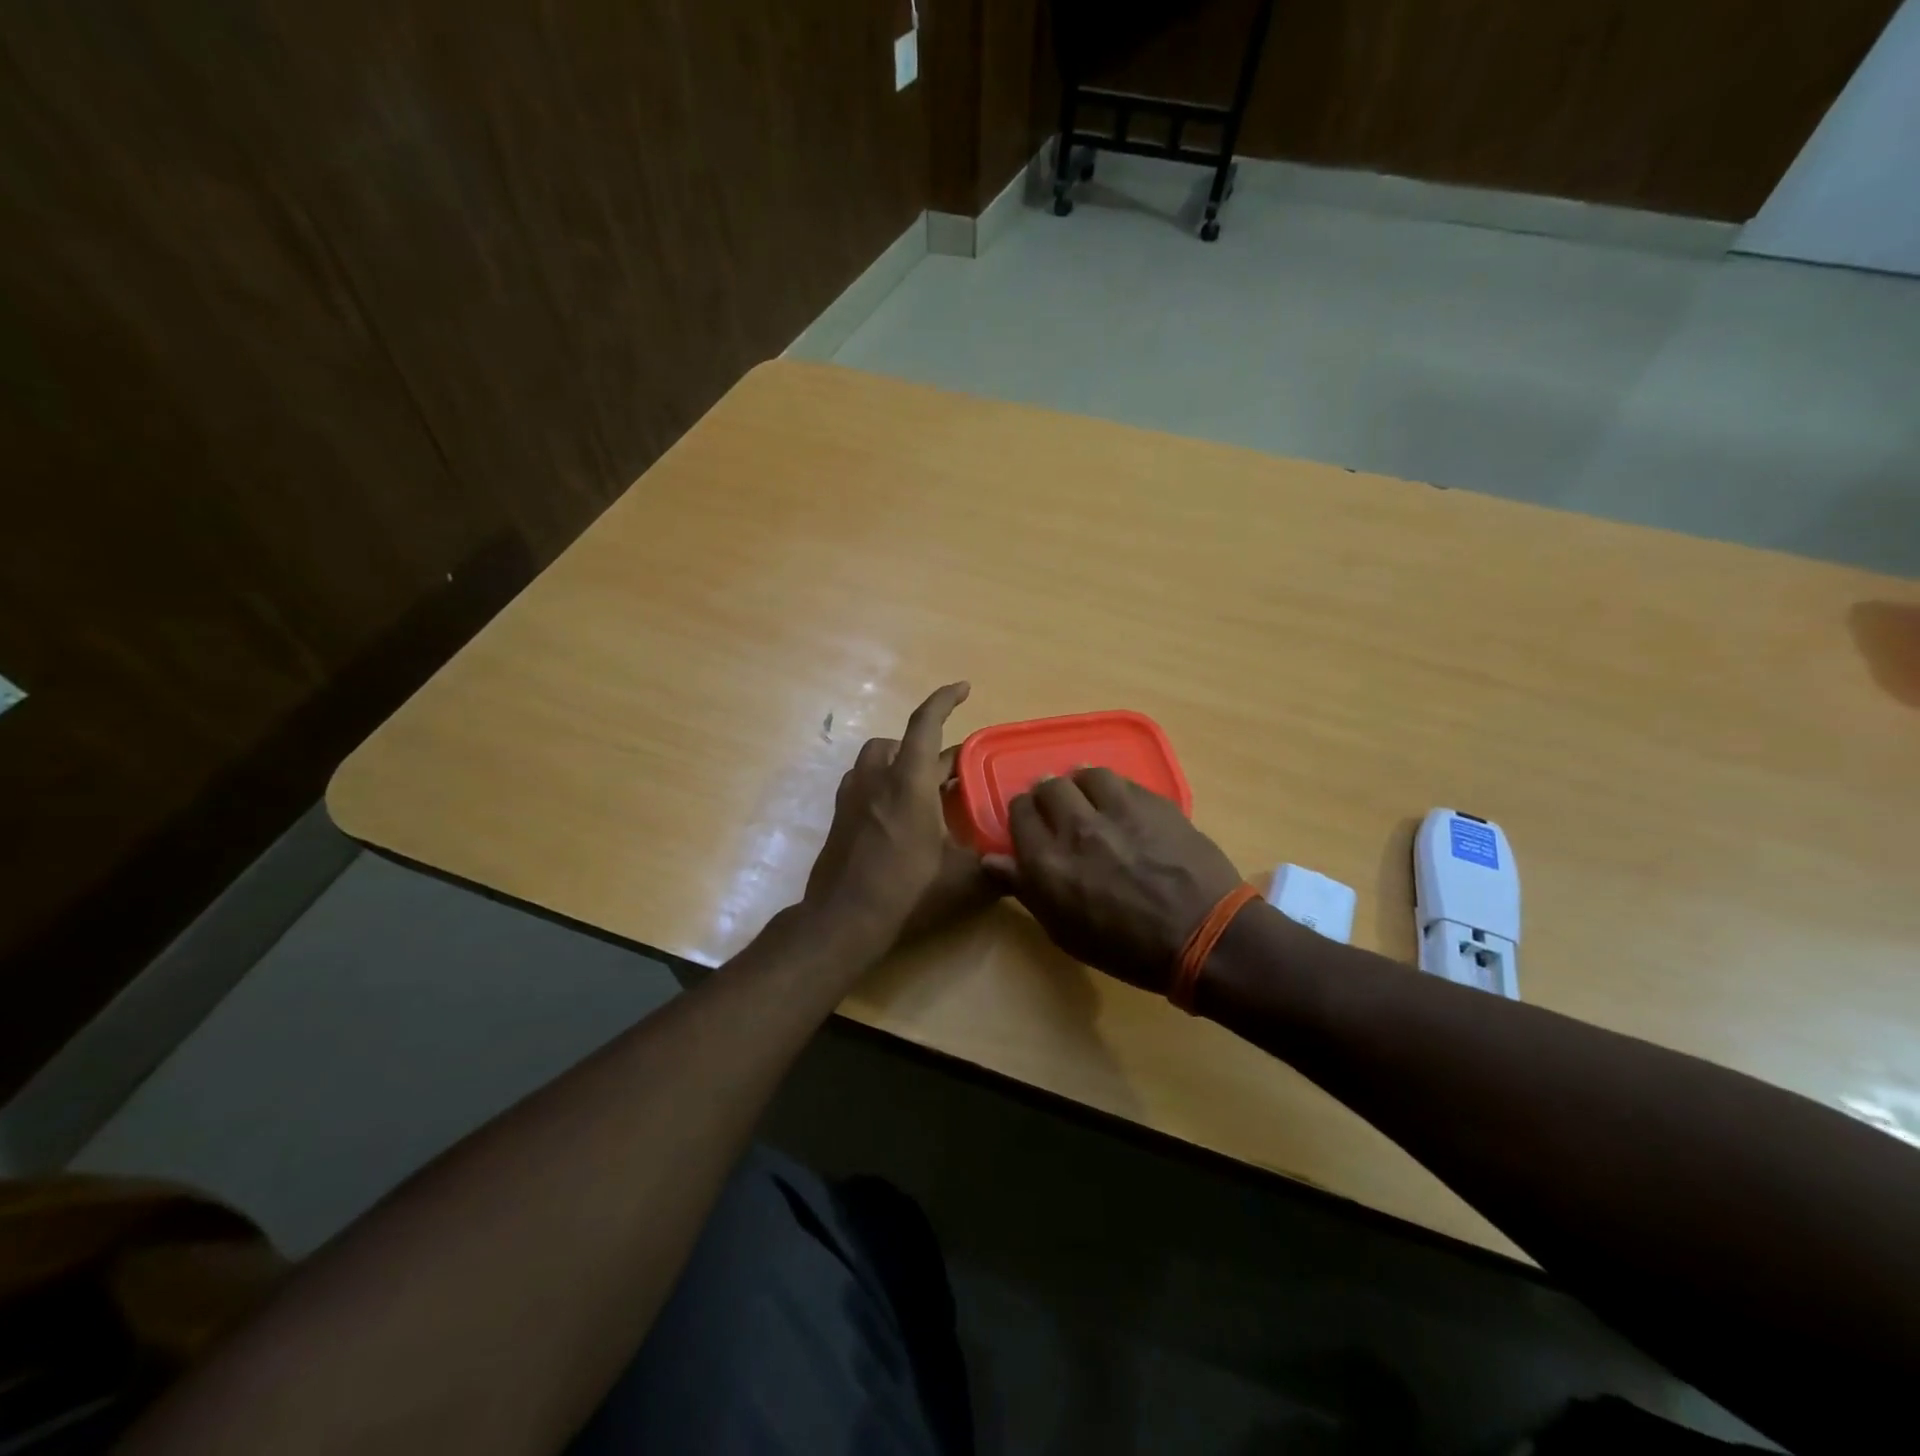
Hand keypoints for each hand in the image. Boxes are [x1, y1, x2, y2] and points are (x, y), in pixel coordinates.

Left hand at [802, 682, 998, 959]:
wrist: (843, 920)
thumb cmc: (906, 892)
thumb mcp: (962, 881)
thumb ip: (996, 867)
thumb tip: (1024, 865)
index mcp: (909, 782)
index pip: (926, 723)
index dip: (945, 699)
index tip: (964, 688)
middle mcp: (877, 777)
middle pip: (904, 742)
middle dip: (934, 748)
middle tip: (959, 771)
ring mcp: (853, 794)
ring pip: (879, 757)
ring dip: (904, 760)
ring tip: (926, 786)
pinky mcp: (840, 814)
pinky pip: (865, 780)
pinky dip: (884, 781)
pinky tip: (898, 811)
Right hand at [985, 768, 1243, 992]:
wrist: (1203, 937)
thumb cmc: (1127, 948)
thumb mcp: (1065, 930)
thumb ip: (1026, 888)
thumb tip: (992, 859)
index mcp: (1047, 862)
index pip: (1018, 813)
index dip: (1022, 816)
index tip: (1031, 825)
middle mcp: (1076, 826)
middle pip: (1048, 787)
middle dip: (1049, 797)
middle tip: (1061, 813)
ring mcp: (1117, 809)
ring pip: (1084, 774)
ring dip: (1082, 786)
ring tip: (1091, 801)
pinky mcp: (1152, 801)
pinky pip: (1121, 780)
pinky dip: (1113, 789)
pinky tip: (1122, 805)